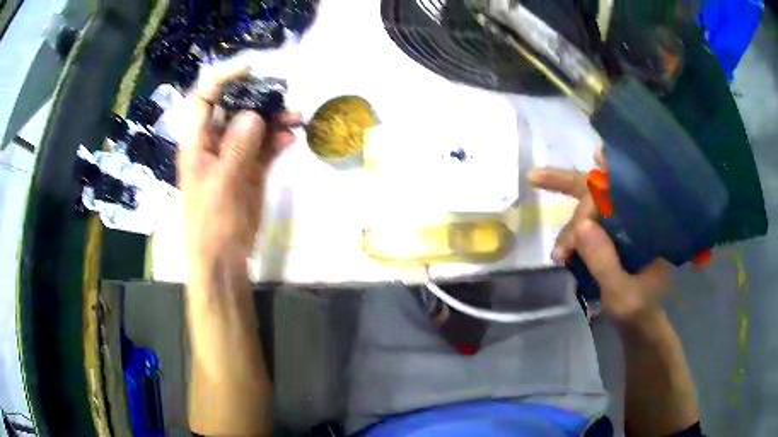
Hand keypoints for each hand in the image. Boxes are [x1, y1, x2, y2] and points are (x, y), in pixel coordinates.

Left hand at [179, 65, 298, 277]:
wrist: (223, 257)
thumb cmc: (212, 221)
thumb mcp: (222, 182)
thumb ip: (238, 146)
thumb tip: (254, 114)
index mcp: (198, 142)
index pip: (205, 99)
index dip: (223, 81)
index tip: (251, 72)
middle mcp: (215, 143)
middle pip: (235, 109)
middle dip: (258, 99)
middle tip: (284, 96)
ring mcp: (235, 156)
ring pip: (255, 126)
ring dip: (275, 119)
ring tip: (297, 117)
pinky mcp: (252, 171)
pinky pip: (266, 147)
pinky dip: (279, 140)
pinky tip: (293, 138)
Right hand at [528, 156, 670, 324]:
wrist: (638, 324)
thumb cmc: (638, 310)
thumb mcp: (623, 295)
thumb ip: (605, 263)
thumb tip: (581, 225)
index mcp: (647, 224)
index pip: (620, 194)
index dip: (597, 194)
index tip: (583, 197)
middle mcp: (632, 217)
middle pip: (600, 189)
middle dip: (567, 182)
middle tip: (535, 177)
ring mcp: (618, 227)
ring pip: (586, 208)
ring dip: (568, 226)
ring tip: (559, 256)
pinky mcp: (607, 237)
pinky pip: (583, 225)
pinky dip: (568, 235)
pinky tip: (561, 252)